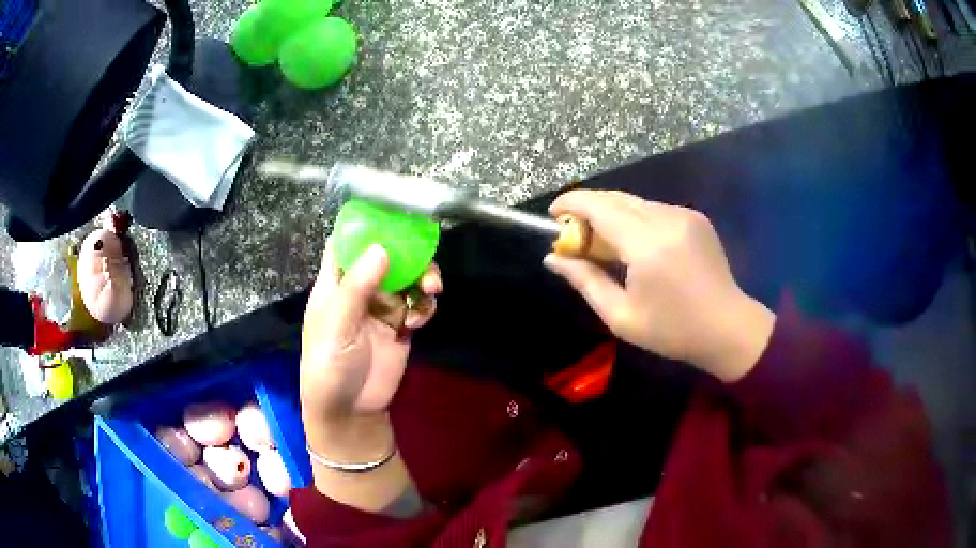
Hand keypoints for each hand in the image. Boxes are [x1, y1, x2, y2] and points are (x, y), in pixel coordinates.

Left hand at [300, 239, 440, 458]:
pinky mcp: (401, 326)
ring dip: (423, 278)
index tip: (392, 213)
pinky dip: (424, 307)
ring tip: (431, 291)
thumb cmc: (329, 365)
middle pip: (387, 255)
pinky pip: (419, 304)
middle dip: (408, 252)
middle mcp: (360, 289)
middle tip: (424, 258)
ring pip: (408, 277)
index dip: (365, 226)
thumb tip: (382, 248)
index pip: (347, 243)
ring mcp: (382, 307)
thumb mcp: (336, 325)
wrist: (351, 410)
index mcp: (336, 283)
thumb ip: (357, 287)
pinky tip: (418, 323)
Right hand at [543, 190, 774, 381]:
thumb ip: (585, 281)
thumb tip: (553, 258)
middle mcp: (666, 219)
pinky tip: (635, 246)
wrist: (728, 328)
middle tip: (574, 235)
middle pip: (615, 198)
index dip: (571, 204)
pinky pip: (655, 210)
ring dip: (612, 215)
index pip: (599, 206)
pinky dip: (635, 220)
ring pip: (635, 202)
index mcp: (647, 245)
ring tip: (603, 243)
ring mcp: (684, 215)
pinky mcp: (696, 218)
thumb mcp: (621, 316)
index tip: (553, 215)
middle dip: (588, 209)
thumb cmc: (672, 331)